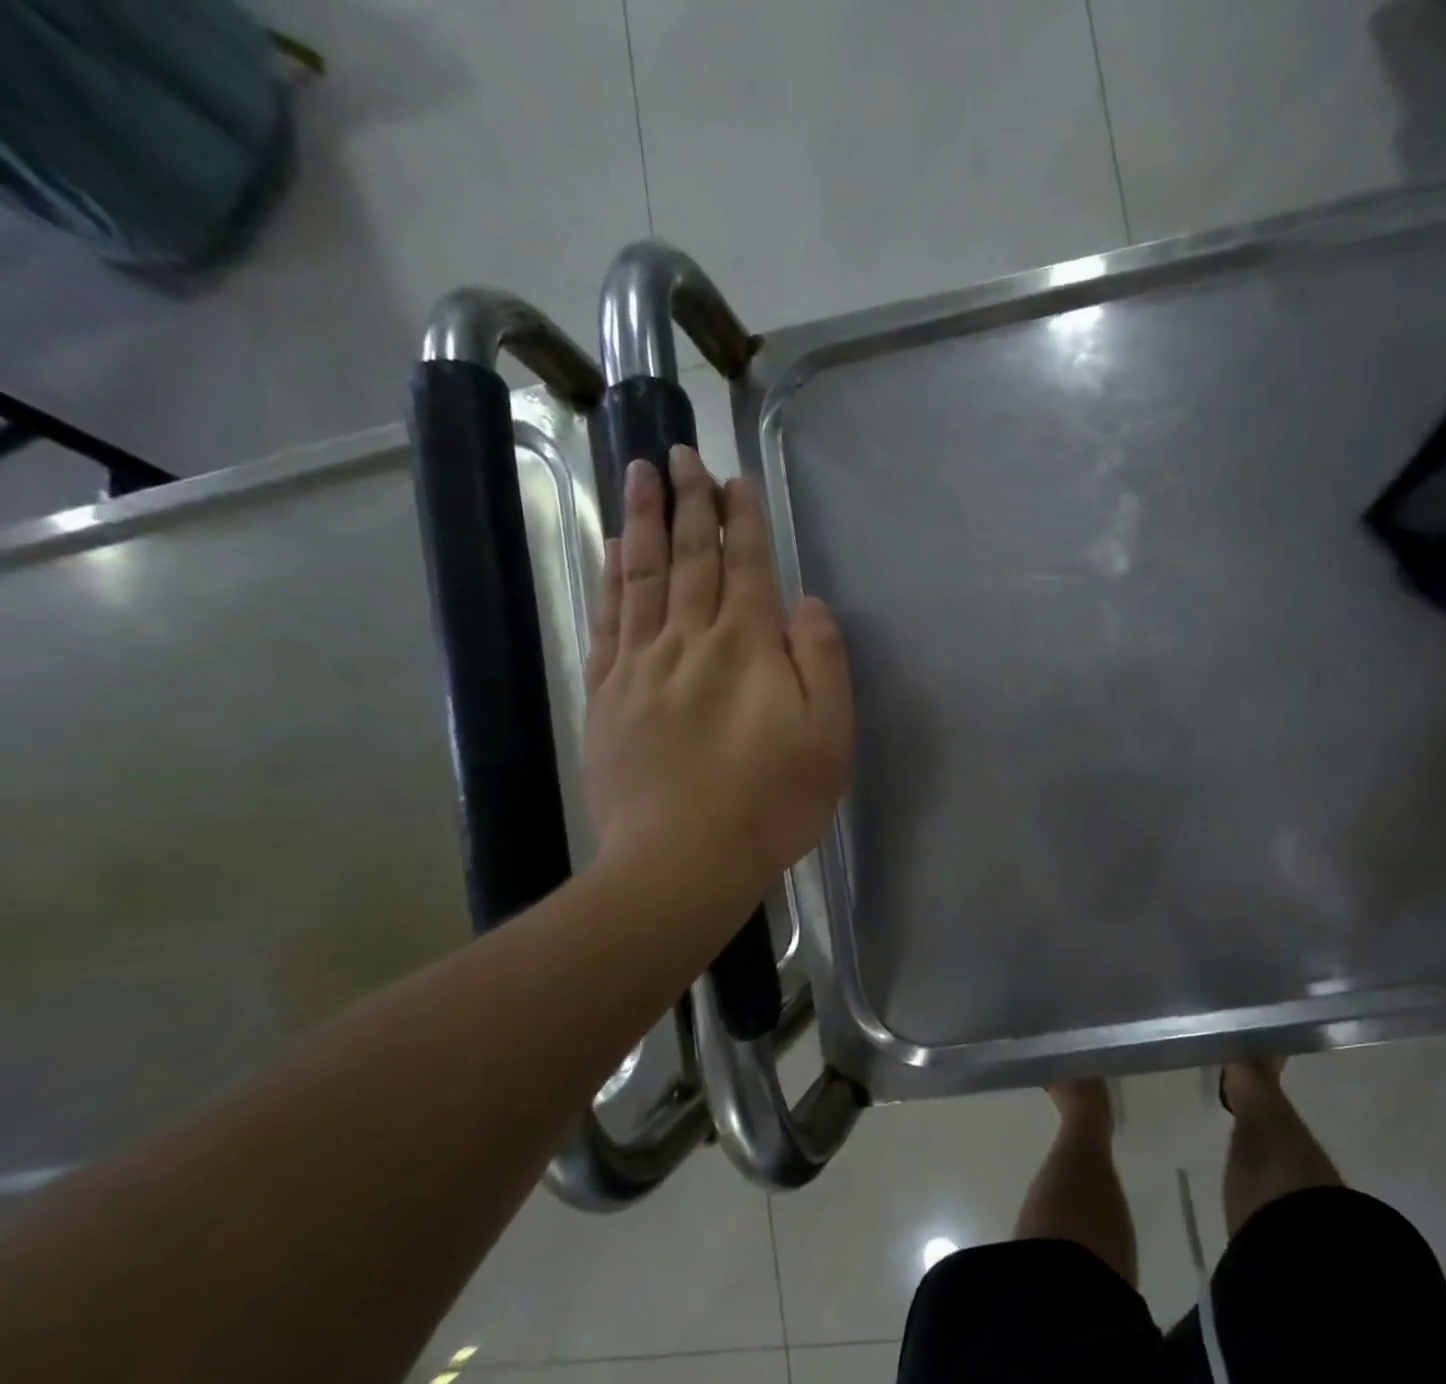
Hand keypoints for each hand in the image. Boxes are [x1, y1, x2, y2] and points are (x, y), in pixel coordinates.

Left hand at [583, 447, 853, 896]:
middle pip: (689, 558)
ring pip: (643, 577)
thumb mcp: (829, 736)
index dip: (740, 518)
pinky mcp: (608, 696)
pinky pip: (609, 621)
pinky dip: (611, 579)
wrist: (683, 860)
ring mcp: (642, 666)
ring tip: (640, 475)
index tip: (732, 477)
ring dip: (644, 522)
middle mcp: (691, 641)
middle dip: (688, 502)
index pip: (744, 566)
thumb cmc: (772, 801)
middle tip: (678, 452)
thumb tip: (807, 603)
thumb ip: (822, 662)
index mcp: (748, 647)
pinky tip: (613, 551)